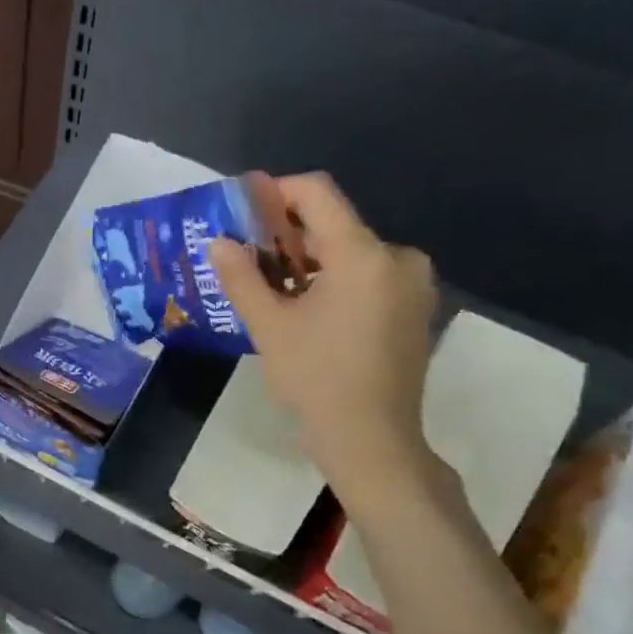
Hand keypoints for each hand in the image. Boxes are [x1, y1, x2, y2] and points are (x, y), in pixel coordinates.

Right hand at [208, 173, 438, 505]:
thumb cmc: (316, 379)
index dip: (276, 192)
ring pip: (351, 252)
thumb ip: (242, 277)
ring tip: (271, 287)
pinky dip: (334, 280)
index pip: (318, 194)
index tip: (243, 211)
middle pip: (335, 224)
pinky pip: (368, 276)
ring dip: (309, 261)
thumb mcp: (269, 326)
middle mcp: (397, 258)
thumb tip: (217, 242)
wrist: (371, 441)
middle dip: (288, 235)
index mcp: (364, 255)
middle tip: (247, 256)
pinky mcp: (414, 309)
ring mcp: (412, 285)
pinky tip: (306, 308)